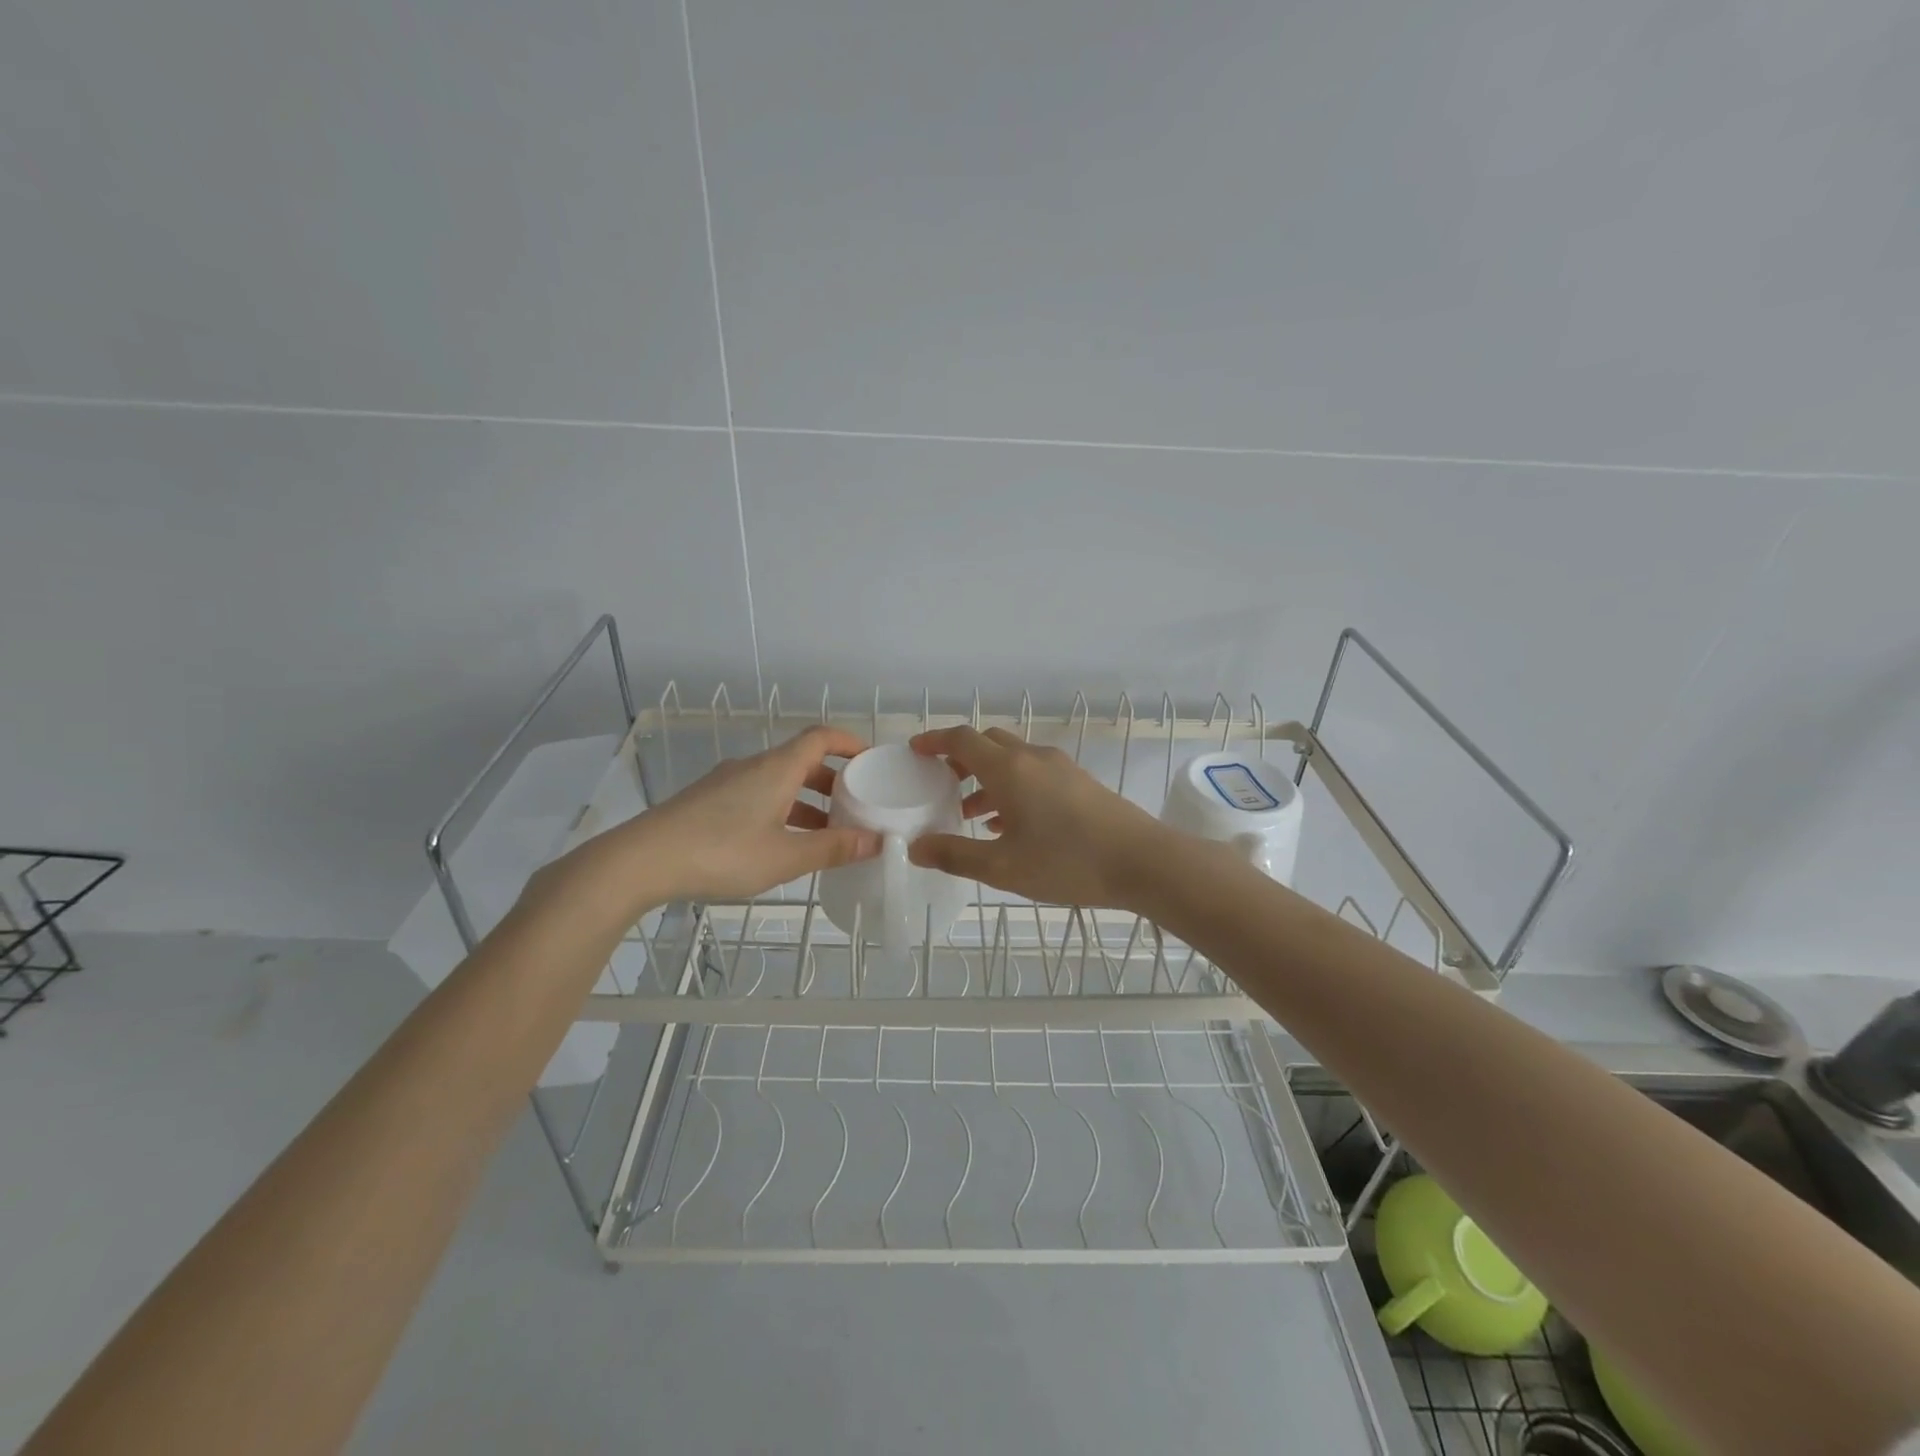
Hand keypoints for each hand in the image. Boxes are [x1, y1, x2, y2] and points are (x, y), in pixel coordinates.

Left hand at [549, 726, 881, 913]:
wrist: (641, 861)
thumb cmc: (721, 852)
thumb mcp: (785, 857)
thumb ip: (833, 849)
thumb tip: (877, 841)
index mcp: (777, 768)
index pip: (821, 737)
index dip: (849, 743)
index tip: (871, 760)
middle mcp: (753, 767)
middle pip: (801, 760)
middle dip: (833, 781)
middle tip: (855, 805)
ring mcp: (726, 783)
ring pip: (778, 782)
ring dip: (806, 801)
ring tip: (824, 833)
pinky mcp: (707, 801)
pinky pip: (756, 796)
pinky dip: (780, 810)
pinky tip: (781, 843)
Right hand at [905, 726, 1168, 910]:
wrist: (1143, 862)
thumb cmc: (1067, 862)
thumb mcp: (1002, 868)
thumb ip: (955, 855)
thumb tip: (916, 848)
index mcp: (1008, 769)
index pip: (962, 739)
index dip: (934, 741)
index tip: (914, 751)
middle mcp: (1032, 758)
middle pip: (987, 743)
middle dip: (959, 758)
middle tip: (939, 783)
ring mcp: (1060, 768)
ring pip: (1012, 761)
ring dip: (986, 777)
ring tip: (969, 813)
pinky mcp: (1079, 783)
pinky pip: (1033, 774)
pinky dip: (1011, 788)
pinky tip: (1009, 825)